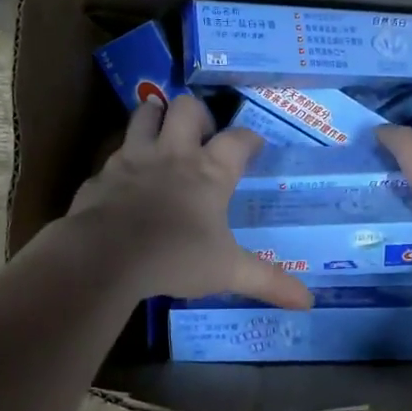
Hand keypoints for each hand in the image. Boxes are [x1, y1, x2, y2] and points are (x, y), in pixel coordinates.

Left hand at [66, 94, 312, 309]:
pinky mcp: (102, 173)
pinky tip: (125, 180)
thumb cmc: (175, 257)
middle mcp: (173, 154)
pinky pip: (113, 154)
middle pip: (188, 108)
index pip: (238, 139)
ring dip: (156, 117)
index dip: (249, 139)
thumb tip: (309, 302)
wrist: (106, 256)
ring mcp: (134, 158)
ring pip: (145, 114)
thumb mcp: (228, 272)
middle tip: (202, 136)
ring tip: (163, 135)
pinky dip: (122, 160)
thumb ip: (268, 281)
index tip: (253, 146)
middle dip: (198, 115)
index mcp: (210, 172)